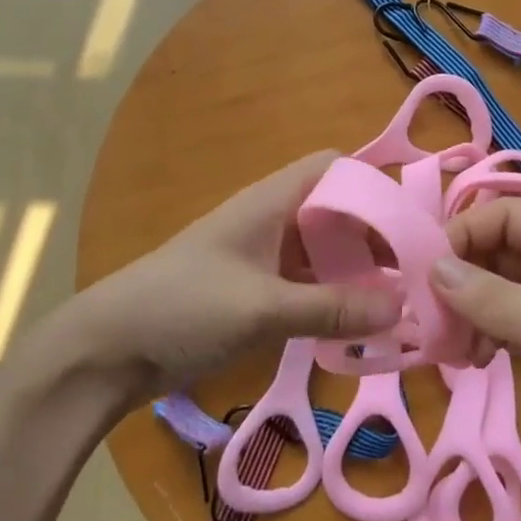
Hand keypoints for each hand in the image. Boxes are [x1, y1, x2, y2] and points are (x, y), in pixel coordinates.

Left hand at [35, 151, 402, 406]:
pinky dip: (331, 297)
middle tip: (415, 274)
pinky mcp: (252, 291)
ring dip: (354, 272)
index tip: (412, 223)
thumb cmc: (182, 309)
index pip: (333, 168)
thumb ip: (333, 307)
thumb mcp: (262, 309)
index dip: (372, 185)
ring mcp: (260, 257)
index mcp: (271, 202)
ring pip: (322, 251)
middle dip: (374, 237)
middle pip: (335, 212)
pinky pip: (305, 283)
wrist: (105, 352)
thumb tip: (403, 306)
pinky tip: (355, 325)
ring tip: (397, 303)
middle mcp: (270, 220)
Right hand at [432, 199, 520, 520]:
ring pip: (496, 286)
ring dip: (467, 309)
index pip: (510, 214)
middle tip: (429, 313)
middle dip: (462, 275)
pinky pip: (502, 321)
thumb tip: (432, 268)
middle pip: (500, 248)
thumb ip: (494, 298)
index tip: (424, 268)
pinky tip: (470, 358)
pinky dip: (481, 332)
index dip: (466, 231)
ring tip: (451, 345)